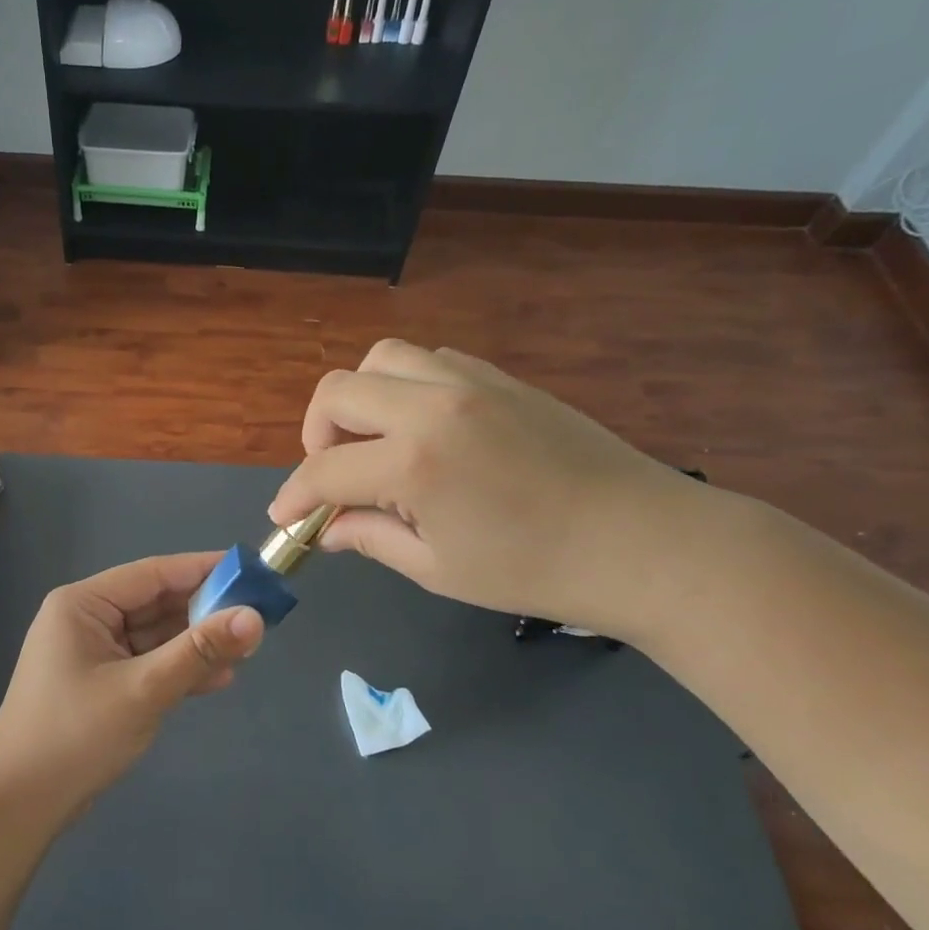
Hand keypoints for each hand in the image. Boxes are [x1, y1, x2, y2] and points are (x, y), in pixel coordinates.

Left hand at [0, 553, 263, 821]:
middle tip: (257, 616)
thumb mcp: (143, 689)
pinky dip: (178, 669)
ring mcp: (93, 653)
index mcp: (83, 604)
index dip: (203, 569)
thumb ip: (198, 651)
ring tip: (247, 649)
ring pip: (155, 636)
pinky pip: (147, 664)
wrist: (19, 804)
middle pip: (156, 604)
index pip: (153, 573)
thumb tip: (254, 617)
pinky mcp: (101, 684)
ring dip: (195, 643)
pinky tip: (217, 677)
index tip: (251, 571)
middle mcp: (87, 620)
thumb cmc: (75, 735)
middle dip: (204, 611)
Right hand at [268, 340, 706, 636]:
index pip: (324, 471)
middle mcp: (433, 406)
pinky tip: (423, 428)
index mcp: (414, 463)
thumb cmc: (534, 570)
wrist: (642, 543)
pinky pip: (431, 361)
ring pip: (383, 359)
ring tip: (375, 443)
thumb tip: (326, 529)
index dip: (294, 497)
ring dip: (361, 398)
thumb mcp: (438, 568)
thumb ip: (370, 538)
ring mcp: (471, 382)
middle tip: (333, 476)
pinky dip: (406, 386)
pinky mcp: (502, 377)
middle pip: (338, 391)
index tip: (285, 518)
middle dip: (316, 435)